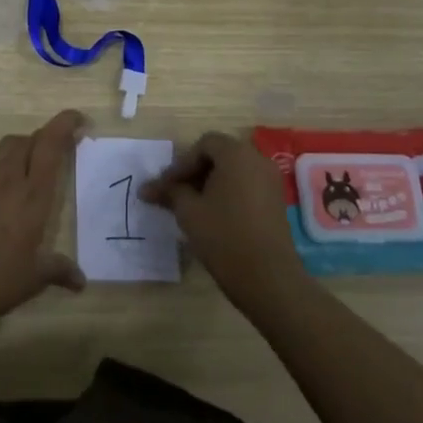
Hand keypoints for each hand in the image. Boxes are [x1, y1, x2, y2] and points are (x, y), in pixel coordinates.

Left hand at [0, 110, 86, 324]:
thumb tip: (81, 280)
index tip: (78, 119)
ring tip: (26, 168)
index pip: (51, 144)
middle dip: (44, 139)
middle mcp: (8, 178)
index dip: (65, 124)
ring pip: (4, 147)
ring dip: (20, 149)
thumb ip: (58, 270)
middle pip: (27, 139)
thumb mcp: (33, 278)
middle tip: (54, 152)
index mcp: (33, 194)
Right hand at [142, 132, 308, 308]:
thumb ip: (169, 192)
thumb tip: (146, 188)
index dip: (181, 163)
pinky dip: (227, 194)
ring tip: (191, 207)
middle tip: (175, 194)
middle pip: (220, 155)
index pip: (204, 144)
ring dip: (209, 184)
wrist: (268, 277)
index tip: (166, 187)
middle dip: (194, 172)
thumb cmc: (224, 236)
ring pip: (234, 172)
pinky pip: (247, 186)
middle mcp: (258, 160)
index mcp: (237, 154)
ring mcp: (271, 182)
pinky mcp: (276, 202)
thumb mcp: (189, 211)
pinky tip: (213, 216)